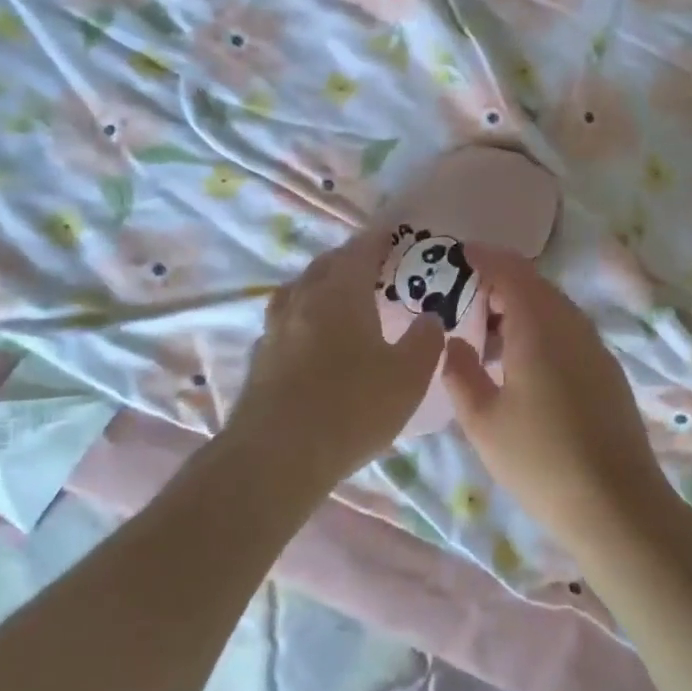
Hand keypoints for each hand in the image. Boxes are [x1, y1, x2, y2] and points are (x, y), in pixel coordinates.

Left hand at [228, 226, 445, 486]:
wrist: (277, 456)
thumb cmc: (352, 409)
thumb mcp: (408, 378)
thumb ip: (425, 342)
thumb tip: (431, 318)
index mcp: (341, 295)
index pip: (360, 251)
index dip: (378, 240)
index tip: (391, 234)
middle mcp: (303, 301)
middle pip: (325, 266)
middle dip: (347, 259)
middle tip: (369, 265)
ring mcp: (275, 329)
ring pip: (298, 291)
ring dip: (319, 284)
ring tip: (336, 295)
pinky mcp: (259, 358)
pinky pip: (283, 322)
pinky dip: (300, 317)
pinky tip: (308, 338)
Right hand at [440, 247, 669, 539]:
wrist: (617, 506)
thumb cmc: (540, 461)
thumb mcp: (483, 421)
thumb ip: (461, 373)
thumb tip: (453, 342)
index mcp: (539, 328)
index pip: (511, 271)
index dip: (484, 257)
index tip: (458, 254)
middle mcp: (572, 327)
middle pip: (536, 286)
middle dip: (500, 282)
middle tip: (465, 297)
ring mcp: (596, 349)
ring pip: (555, 309)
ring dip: (521, 307)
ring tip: (489, 333)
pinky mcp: (608, 372)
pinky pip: (569, 332)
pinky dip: (541, 329)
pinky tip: (523, 362)